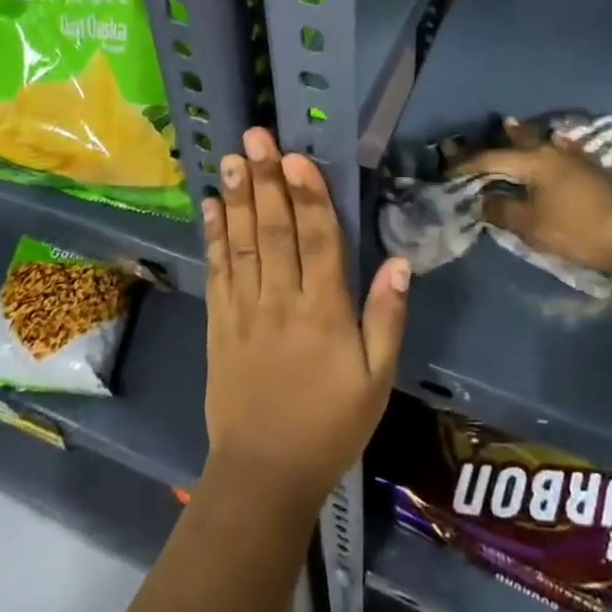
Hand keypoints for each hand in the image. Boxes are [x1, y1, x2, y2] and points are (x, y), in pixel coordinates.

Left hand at [202, 128, 410, 513]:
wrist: (265, 474)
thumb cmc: (331, 424)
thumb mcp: (377, 380)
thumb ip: (387, 317)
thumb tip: (400, 260)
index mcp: (325, 311)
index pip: (319, 240)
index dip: (308, 195)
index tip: (296, 155)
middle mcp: (281, 301)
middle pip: (275, 230)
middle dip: (265, 180)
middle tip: (255, 137)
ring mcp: (245, 311)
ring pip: (242, 244)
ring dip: (237, 198)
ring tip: (231, 159)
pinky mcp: (219, 324)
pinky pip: (217, 272)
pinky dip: (213, 237)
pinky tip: (210, 207)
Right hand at [459, 118, 611, 277]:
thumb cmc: (578, 229)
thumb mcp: (533, 225)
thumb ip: (504, 210)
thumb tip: (482, 200)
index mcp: (534, 161)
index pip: (491, 159)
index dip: (467, 165)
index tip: (448, 170)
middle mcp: (553, 151)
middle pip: (519, 141)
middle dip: (498, 138)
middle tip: (480, 132)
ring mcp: (576, 158)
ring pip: (542, 142)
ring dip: (525, 136)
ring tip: (512, 126)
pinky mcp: (593, 171)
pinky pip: (561, 151)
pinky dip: (550, 146)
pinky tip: (556, 145)